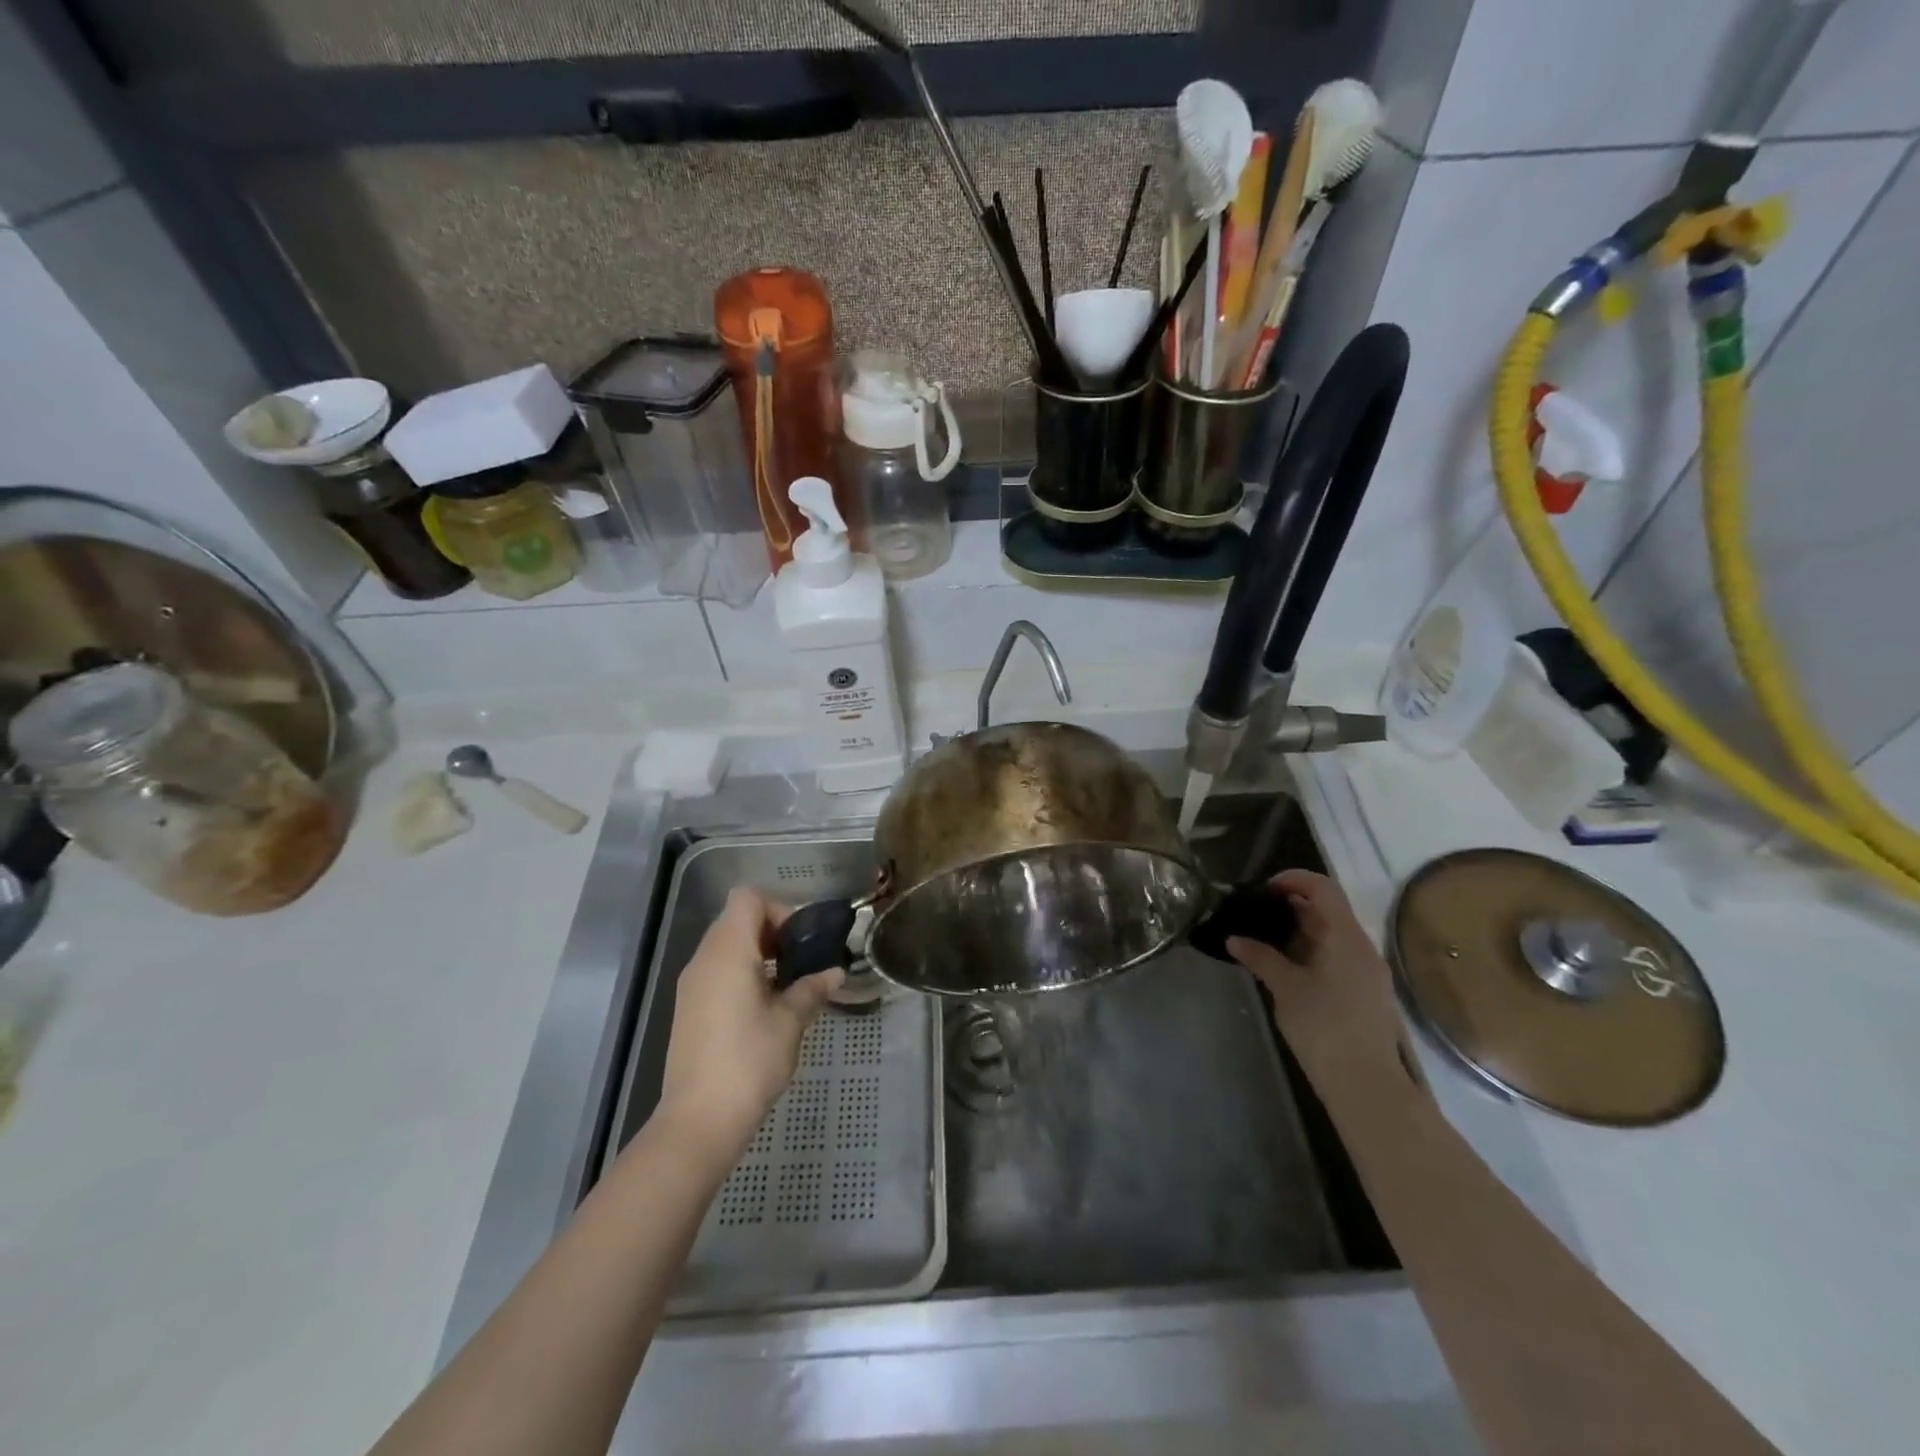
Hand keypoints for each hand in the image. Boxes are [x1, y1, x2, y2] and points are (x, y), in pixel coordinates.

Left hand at [657, 888, 843, 1155]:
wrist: (699, 1120)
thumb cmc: (749, 1061)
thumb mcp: (790, 1022)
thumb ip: (812, 988)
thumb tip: (835, 972)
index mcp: (728, 951)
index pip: (748, 898)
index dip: (778, 908)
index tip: (800, 941)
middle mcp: (704, 959)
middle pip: (736, 919)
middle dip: (772, 931)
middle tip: (801, 960)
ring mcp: (691, 984)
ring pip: (726, 946)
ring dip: (758, 953)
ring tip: (787, 984)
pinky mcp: (688, 1008)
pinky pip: (717, 971)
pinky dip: (742, 973)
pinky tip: (764, 1007)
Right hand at [1227, 870, 1411, 1090]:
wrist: (1367, 1085)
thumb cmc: (1324, 1028)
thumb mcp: (1285, 988)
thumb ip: (1260, 957)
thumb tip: (1235, 938)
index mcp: (1345, 937)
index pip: (1322, 887)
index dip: (1292, 879)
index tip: (1261, 890)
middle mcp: (1361, 946)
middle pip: (1328, 909)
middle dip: (1291, 905)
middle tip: (1255, 914)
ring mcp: (1367, 970)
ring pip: (1332, 933)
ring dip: (1299, 929)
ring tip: (1264, 939)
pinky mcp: (1365, 991)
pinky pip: (1337, 955)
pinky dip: (1310, 950)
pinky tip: (1286, 966)